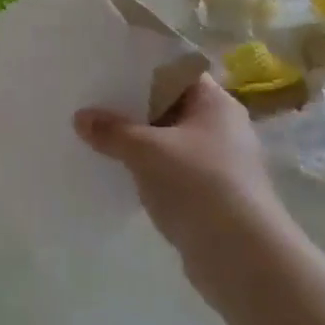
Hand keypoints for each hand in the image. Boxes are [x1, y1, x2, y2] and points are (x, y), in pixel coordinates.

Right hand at [74, 75, 279, 307]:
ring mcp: (215, 163)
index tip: (106, 64)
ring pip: (166, 140)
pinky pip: (168, 171)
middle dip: (131, 105)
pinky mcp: (206, 196)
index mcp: (215, 103)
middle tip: (89, 97)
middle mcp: (219, 127)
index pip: (175, 70)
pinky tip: (114, 170)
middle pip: (168, 105)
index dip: (141, 65)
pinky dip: (144, 169)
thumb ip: (112, 131)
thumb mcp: (147, 150)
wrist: (244, 260)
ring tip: (93, 133)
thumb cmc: (200, 185)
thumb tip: (80, 118)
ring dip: (135, 141)